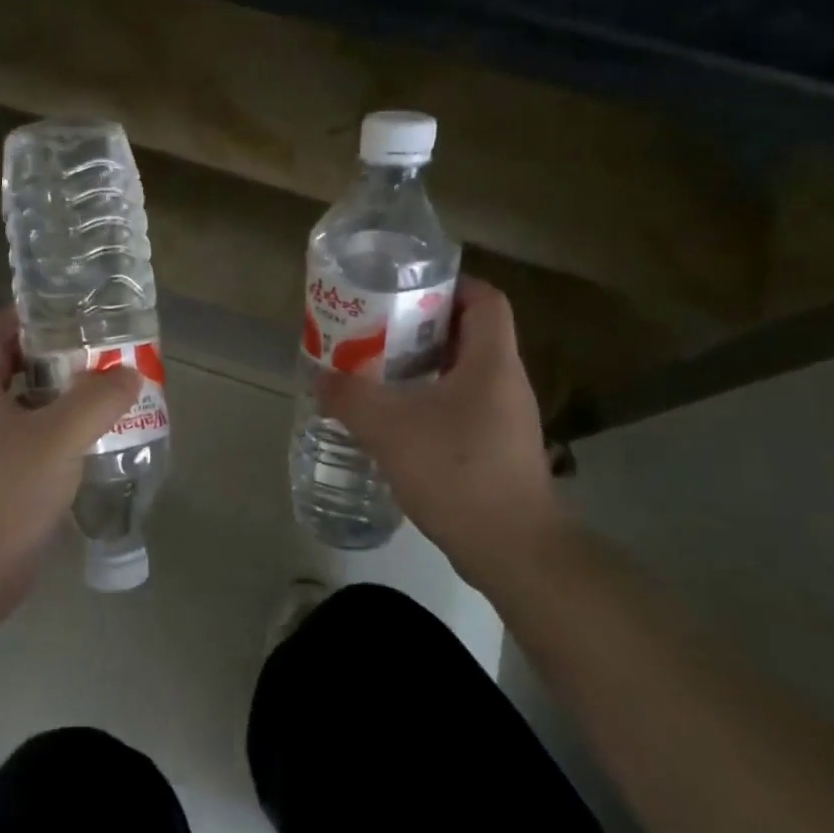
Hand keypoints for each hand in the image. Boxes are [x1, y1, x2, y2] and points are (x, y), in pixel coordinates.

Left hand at [0, 304, 141, 655]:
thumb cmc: (2, 496)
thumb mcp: (57, 440)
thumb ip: (96, 400)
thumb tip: (129, 372)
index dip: (28, 315)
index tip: (72, 311)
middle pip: (10, 365)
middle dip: (54, 355)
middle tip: (100, 349)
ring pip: (23, 405)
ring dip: (60, 396)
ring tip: (106, 389)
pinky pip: (28, 440)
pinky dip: (57, 432)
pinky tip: (92, 438)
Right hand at [316, 277, 563, 593]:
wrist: (511, 548)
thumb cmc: (456, 471)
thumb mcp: (390, 428)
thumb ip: (350, 397)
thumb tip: (321, 378)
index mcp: (492, 362)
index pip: (485, 299)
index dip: (449, 284)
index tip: (405, 290)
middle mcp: (505, 382)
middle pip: (468, 334)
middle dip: (421, 327)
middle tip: (376, 330)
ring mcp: (504, 418)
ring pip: (462, 373)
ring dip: (422, 367)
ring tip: (376, 372)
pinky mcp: (496, 448)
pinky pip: (460, 407)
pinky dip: (428, 402)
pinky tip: (395, 421)